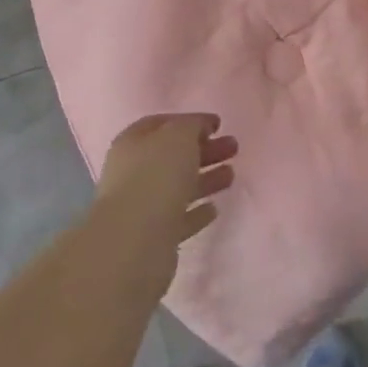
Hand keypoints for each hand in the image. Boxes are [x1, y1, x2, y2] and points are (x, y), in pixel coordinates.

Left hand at [95, 113, 237, 257]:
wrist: (134, 244)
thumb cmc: (156, 177)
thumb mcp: (179, 136)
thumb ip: (192, 126)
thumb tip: (200, 128)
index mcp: (133, 143)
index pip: (163, 124)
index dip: (191, 121)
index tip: (218, 125)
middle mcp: (134, 172)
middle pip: (174, 155)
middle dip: (205, 150)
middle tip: (234, 147)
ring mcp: (142, 206)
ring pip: (179, 186)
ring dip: (206, 179)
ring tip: (232, 175)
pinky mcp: (154, 237)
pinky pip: (180, 218)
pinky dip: (197, 212)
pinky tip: (214, 209)